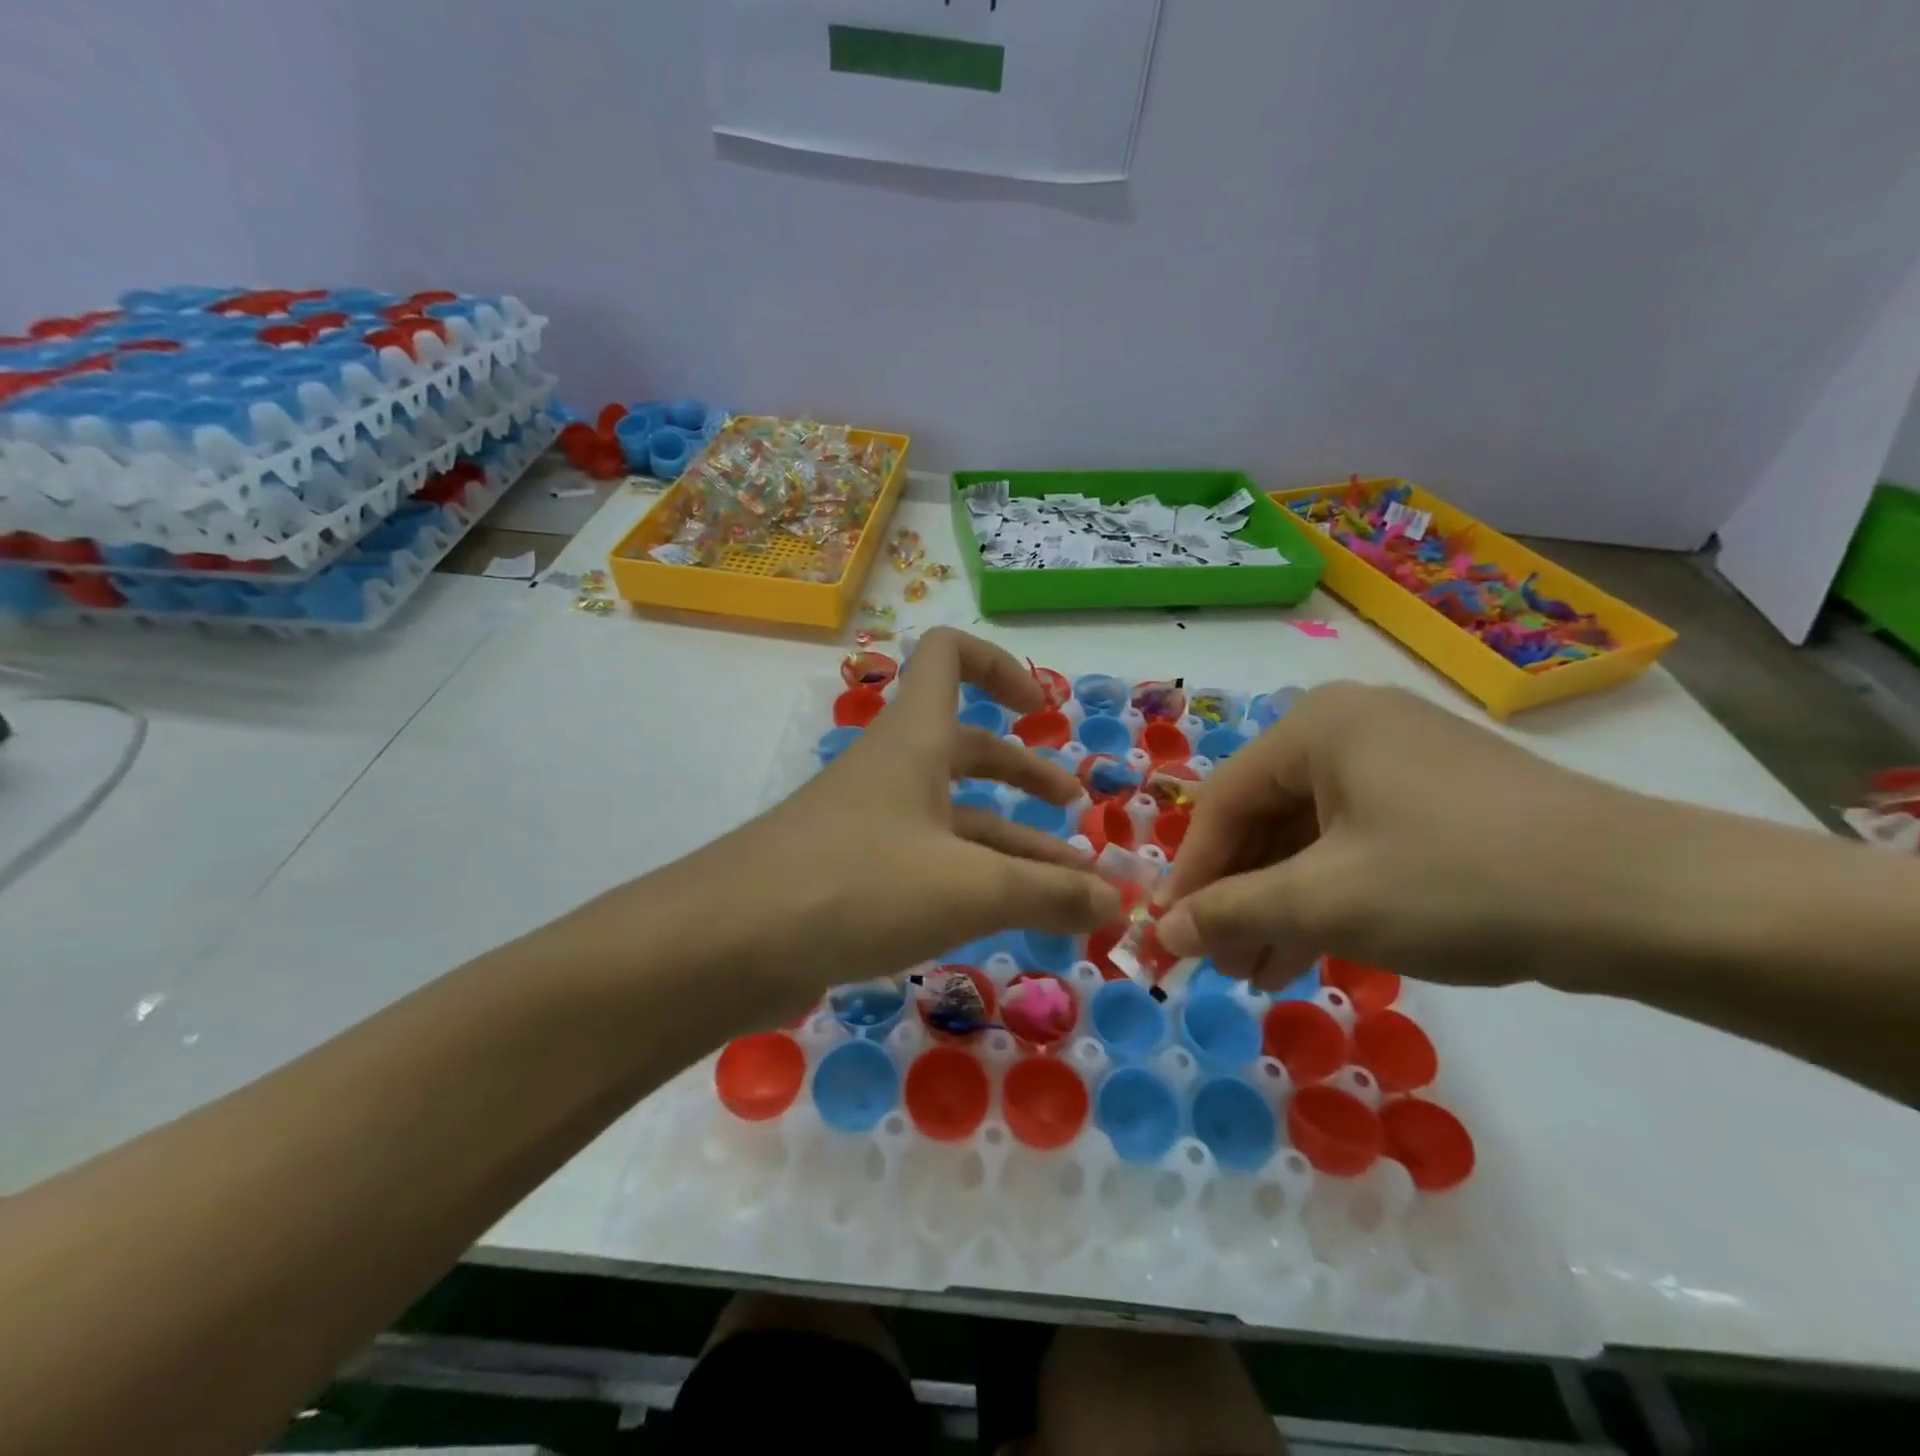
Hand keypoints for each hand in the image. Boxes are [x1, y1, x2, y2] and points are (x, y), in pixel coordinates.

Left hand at [665, 628, 1120, 1022]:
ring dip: (1010, 843)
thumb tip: (1119, 900)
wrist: (726, 945)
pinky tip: (1004, 921)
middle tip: (1074, 809)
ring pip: (952, 818)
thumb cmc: (856, 885)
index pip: (951, 655)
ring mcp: (868, 823)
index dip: (1002, 666)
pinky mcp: (851, 875)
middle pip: (967, 748)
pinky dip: (971, 881)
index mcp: (916, 740)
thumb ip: (1050, 893)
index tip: (1043, 713)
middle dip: (1025, 774)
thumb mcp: (969, 888)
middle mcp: (892, 769)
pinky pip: (927, 863)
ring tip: (1066, 888)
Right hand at [1156, 682, 1692, 990]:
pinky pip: (1352, 842)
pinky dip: (1327, 894)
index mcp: (1315, 726)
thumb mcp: (1326, 901)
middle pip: (1263, 819)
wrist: (1648, 900)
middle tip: (1218, 963)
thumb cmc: (1458, 881)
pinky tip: (1310, 949)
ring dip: (1278, 904)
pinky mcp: (1434, 797)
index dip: (1191, 874)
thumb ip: (1230, 912)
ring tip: (1258, 973)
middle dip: (1238, 896)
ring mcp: (1396, 760)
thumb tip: (1160, 932)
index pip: (1222, 803)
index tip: (1167, 935)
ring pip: (1307, 837)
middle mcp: (1349, 727)